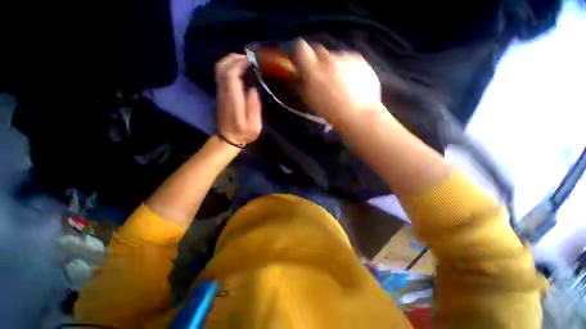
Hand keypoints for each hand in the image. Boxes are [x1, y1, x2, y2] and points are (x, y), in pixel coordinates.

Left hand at [215, 53, 261, 147]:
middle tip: (248, 57)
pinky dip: (228, 67)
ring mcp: (220, 93)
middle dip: (234, 58)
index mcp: (234, 101)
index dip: (240, 64)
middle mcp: (224, 93)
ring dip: (230, 61)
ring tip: (243, 60)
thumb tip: (253, 90)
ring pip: (219, 70)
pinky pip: (220, 75)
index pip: (232, 75)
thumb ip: (254, 108)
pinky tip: (238, 69)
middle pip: (222, 68)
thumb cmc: (243, 134)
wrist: (227, 139)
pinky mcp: (220, 94)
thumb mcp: (254, 127)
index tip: (251, 61)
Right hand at [293, 39, 382, 124]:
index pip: (301, 48)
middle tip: (323, 77)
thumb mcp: (310, 101)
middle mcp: (329, 58)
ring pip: (335, 56)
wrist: (359, 114)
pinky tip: (353, 83)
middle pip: (319, 50)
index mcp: (313, 70)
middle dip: (318, 61)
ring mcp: (346, 57)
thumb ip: (302, 85)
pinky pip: (349, 60)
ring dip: (334, 66)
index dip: (301, 54)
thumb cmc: (331, 112)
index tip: (303, 64)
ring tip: (341, 83)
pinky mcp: (360, 59)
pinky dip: (348, 68)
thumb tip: (299, 76)